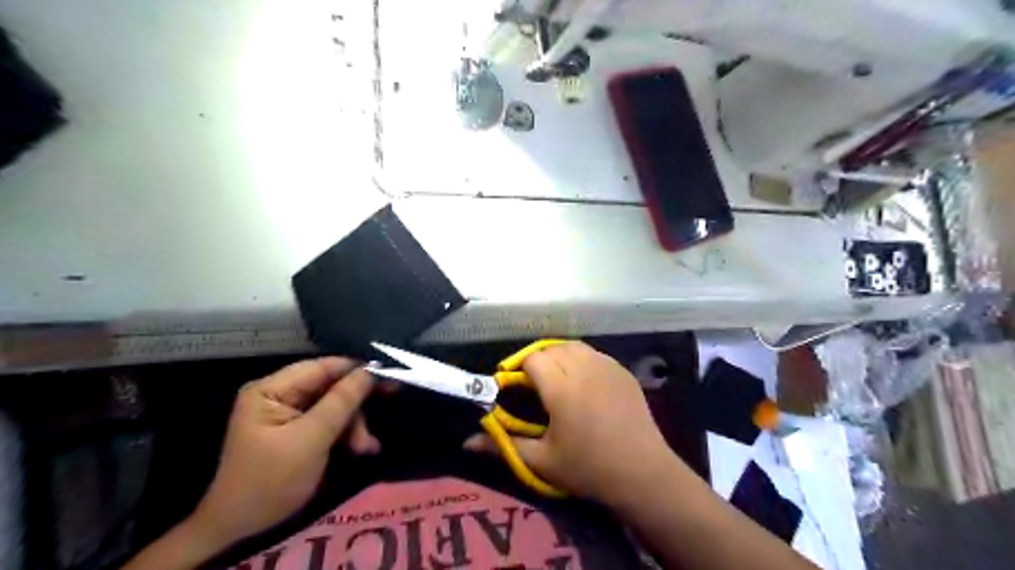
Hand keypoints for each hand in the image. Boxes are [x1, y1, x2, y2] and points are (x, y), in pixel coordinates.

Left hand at [187, 357, 374, 546]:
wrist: (241, 530)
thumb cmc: (271, 481)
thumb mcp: (311, 439)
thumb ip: (342, 401)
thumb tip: (371, 370)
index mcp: (272, 389)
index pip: (322, 367)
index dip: (356, 370)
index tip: (389, 377)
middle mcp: (280, 395)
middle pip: (331, 386)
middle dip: (355, 406)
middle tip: (381, 417)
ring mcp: (289, 414)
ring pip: (335, 405)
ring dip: (354, 424)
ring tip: (365, 447)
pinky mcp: (298, 431)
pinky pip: (330, 422)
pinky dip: (347, 434)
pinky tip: (361, 449)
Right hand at [466, 340, 671, 500]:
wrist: (642, 473)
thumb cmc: (588, 469)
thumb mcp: (541, 461)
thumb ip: (503, 445)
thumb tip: (466, 441)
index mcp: (561, 388)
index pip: (532, 360)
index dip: (519, 369)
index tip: (515, 387)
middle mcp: (584, 368)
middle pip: (552, 348)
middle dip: (538, 361)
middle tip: (535, 385)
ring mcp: (607, 367)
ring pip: (574, 346)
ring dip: (560, 356)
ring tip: (557, 378)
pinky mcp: (623, 371)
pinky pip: (595, 354)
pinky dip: (582, 359)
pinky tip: (583, 381)